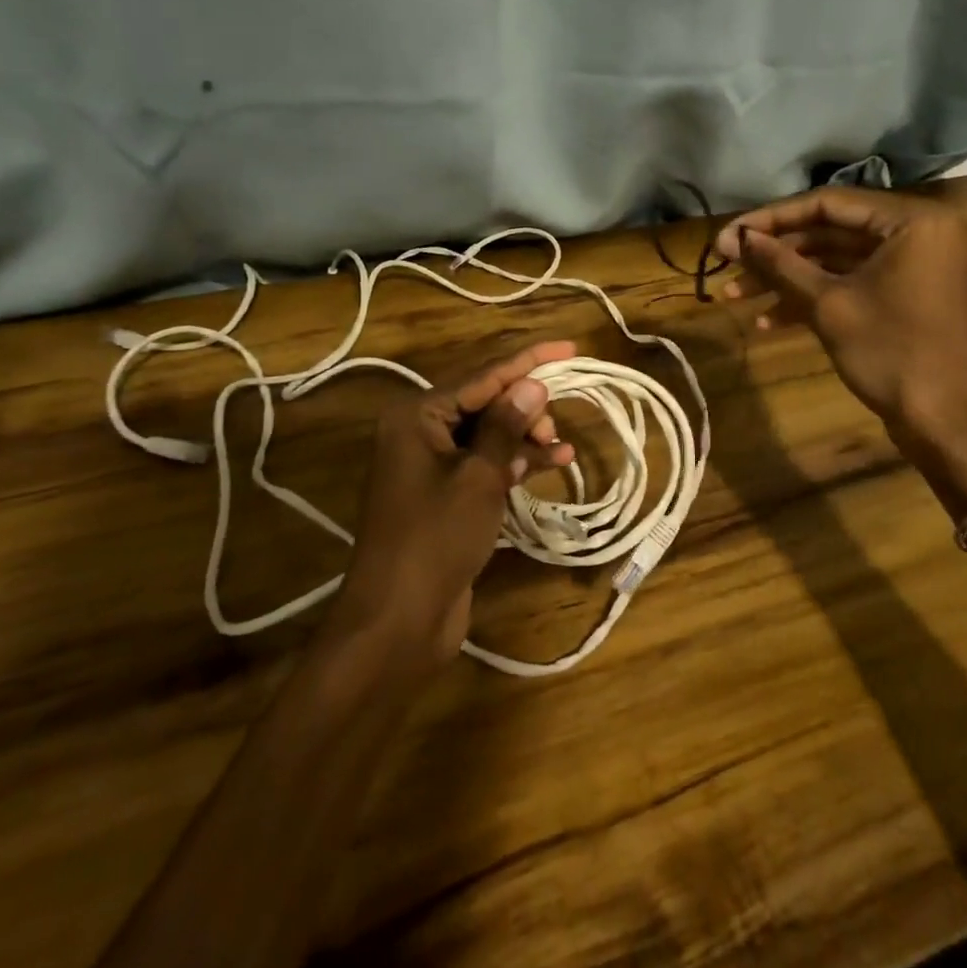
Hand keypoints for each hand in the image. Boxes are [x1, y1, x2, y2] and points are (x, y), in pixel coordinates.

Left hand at [327, 342, 577, 671]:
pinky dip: (514, 462)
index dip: (528, 360)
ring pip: (487, 433)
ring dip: (524, 436)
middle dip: (525, 407)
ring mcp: (431, 464)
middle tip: (554, 426)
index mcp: (417, 415)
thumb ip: (506, 427)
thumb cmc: (435, 538)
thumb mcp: (479, 477)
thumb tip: (531, 385)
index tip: (569, 347)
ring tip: (559, 448)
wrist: (397, 619)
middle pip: (484, 401)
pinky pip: (484, 463)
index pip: (482, 375)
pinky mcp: (444, 494)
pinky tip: (551, 464)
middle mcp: (420, 431)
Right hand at [715, 187, 966, 438]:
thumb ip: (779, 263)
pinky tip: (770, 322)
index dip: (771, 219)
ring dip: (788, 280)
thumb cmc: (891, 352)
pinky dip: (816, 299)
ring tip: (735, 297)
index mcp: (914, 221)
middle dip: (776, 255)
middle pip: (832, 233)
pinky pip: (857, 285)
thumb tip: (732, 237)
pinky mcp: (910, 299)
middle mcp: (922, 234)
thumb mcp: (827, 304)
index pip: (829, 204)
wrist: (947, 424)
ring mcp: (917, 269)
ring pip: (839, 263)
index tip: (729, 235)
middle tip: (728, 265)